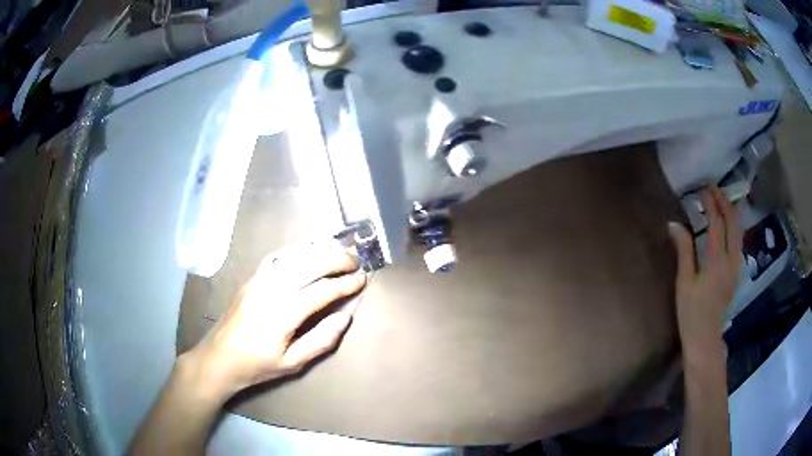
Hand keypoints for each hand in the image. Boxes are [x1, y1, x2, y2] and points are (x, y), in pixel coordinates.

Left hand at [185, 241, 366, 399]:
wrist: (219, 357)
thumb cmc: (257, 365)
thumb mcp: (293, 363)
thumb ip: (321, 340)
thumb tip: (345, 316)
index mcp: (283, 314)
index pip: (322, 291)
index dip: (345, 284)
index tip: (363, 280)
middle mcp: (272, 290)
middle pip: (310, 264)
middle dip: (337, 259)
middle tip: (356, 261)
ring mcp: (259, 280)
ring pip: (294, 255)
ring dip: (319, 249)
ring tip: (339, 249)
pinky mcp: (251, 278)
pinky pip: (277, 256)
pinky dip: (296, 249)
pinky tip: (308, 248)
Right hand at [668, 185, 741, 362]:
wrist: (705, 338)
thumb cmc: (691, 312)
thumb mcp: (684, 282)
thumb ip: (683, 251)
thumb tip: (674, 224)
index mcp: (716, 262)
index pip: (717, 224)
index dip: (711, 204)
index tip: (704, 189)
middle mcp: (731, 260)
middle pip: (733, 224)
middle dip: (725, 202)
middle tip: (715, 188)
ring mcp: (736, 267)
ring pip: (739, 232)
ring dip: (732, 212)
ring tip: (724, 200)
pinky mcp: (736, 273)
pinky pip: (739, 242)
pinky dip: (735, 227)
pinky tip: (730, 224)